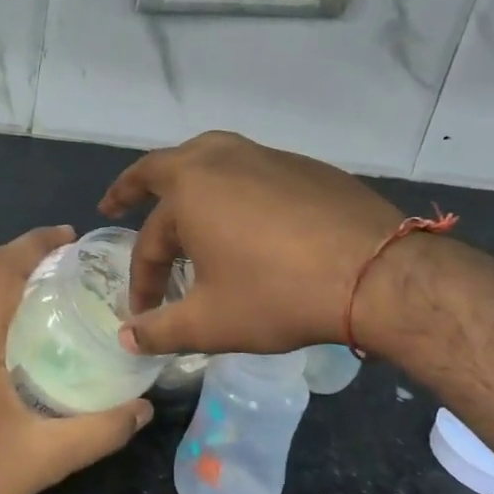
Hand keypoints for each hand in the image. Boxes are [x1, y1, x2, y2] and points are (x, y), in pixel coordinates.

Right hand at [98, 131, 408, 356]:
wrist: (377, 274)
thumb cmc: (279, 294)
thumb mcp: (211, 323)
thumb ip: (161, 330)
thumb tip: (126, 338)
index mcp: (188, 191)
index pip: (150, 241)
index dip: (143, 280)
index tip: (145, 311)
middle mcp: (220, 160)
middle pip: (163, 166)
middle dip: (133, 186)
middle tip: (115, 204)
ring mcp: (265, 156)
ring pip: (209, 157)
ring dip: (183, 178)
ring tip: (178, 200)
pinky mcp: (303, 165)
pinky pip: (249, 168)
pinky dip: (230, 185)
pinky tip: (244, 216)